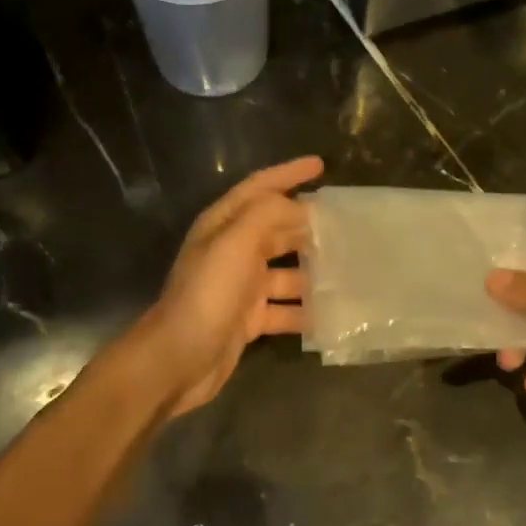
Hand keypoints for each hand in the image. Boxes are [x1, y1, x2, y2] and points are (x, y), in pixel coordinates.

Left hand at [133, 156, 321, 415]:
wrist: (177, 360)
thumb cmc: (207, 295)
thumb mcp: (235, 244)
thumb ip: (268, 215)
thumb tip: (301, 209)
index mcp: (223, 225)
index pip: (259, 188)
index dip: (288, 173)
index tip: (320, 164)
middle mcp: (232, 251)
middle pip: (276, 230)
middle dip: (308, 225)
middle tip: (346, 225)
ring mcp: (241, 287)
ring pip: (286, 272)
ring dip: (313, 272)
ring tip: (349, 271)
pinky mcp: (248, 319)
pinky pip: (285, 309)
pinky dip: (305, 310)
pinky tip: (332, 313)